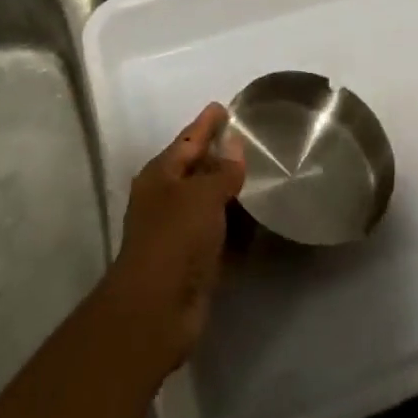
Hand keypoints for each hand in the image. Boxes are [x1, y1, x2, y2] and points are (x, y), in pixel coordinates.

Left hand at [103, 103, 245, 372]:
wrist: (156, 311)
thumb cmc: (175, 239)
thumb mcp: (201, 195)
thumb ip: (222, 170)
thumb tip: (234, 145)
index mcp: (160, 176)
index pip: (188, 140)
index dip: (206, 123)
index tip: (224, 106)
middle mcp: (166, 200)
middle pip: (197, 169)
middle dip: (221, 156)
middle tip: (251, 140)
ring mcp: (178, 232)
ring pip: (209, 202)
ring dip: (231, 193)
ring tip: (262, 176)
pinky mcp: (193, 261)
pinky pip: (219, 233)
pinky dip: (236, 227)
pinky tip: (258, 222)